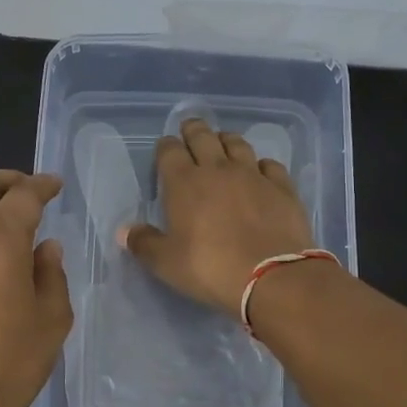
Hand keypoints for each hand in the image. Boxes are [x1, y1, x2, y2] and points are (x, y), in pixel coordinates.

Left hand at [0, 170, 72, 406]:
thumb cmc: (9, 364)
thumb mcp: (52, 321)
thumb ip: (52, 275)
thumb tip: (44, 249)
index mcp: (0, 241)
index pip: (24, 195)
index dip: (42, 185)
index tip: (54, 185)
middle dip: (6, 180)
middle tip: (26, 190)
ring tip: (2, 232)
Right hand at [123, 118, 314, 316]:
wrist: (271, 276)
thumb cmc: (210, 268)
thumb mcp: (166, 263)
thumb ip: (144, 243)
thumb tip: (124, 231)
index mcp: (184, 182)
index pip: (170, 151)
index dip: (165, 147)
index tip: (165, 150)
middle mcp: (218, 169)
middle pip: (203, 137)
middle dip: (193, 130)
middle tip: (190, 130)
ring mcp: (253, 175)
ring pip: (237, 144)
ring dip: (226, 141)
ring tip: (222, 144)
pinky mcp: (282, 187)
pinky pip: (270, 165)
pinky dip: (261, 164)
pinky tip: (260, 171)